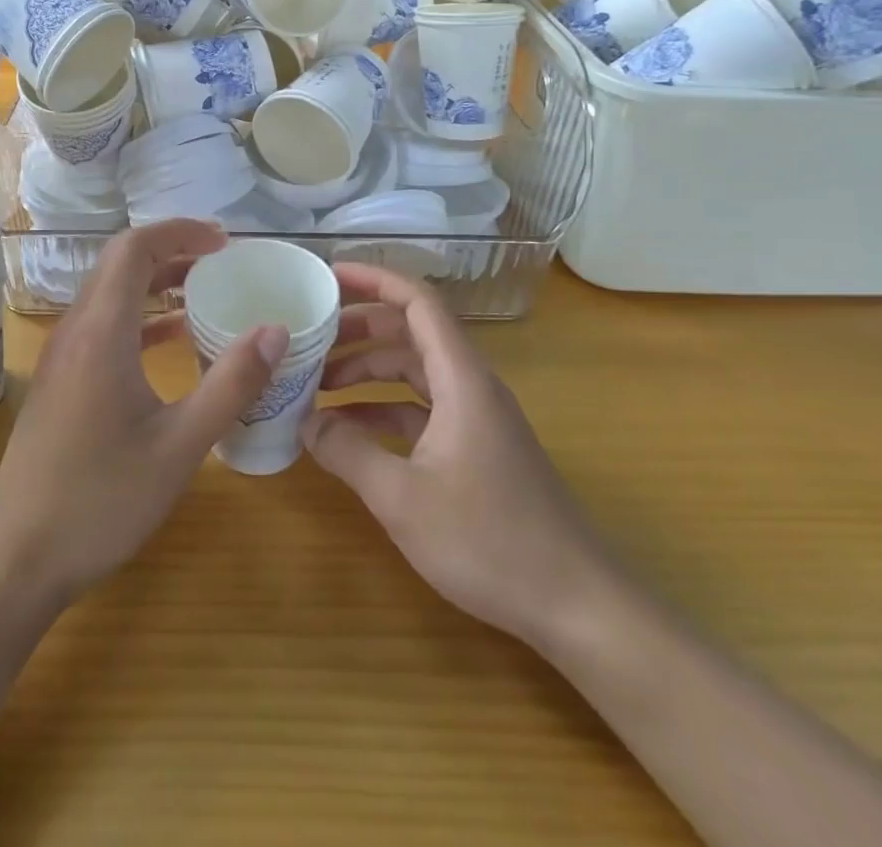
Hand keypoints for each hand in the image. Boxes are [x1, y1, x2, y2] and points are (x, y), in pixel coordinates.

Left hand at [0, 219, 286, 609]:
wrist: (19, 555)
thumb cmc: (102, 499)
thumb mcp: (180, 446)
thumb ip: (231, 383)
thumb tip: (276, 330)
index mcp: (102, 332)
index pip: (134, 248)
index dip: (180, 232)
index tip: (224, 241)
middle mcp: (76, 330)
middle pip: (121, 263)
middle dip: (173, 250)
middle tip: (223, 260)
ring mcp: (63, 354)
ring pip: (111, 293)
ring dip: (156, 281)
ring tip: (206, 289)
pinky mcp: (62, 378)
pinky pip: (104, 324)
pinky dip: (141, 315)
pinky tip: (173, 339)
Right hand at [302, 264, 611, 645]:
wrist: (578, 605)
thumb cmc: (490, 540)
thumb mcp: (402, 497)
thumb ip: (347, 452)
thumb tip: (304, 423)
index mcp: (461, 378)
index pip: (417, 302)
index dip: (374, 280)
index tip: (329, 276)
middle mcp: (470, 385)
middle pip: (411, 333)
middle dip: (359, 329)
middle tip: (310, 338)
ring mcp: (476, 417)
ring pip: (414, 371)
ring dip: (368, 372)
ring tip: (318, 386)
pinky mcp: (477, 448)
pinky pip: (422, 408)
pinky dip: (384, 409)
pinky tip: (351, 432)